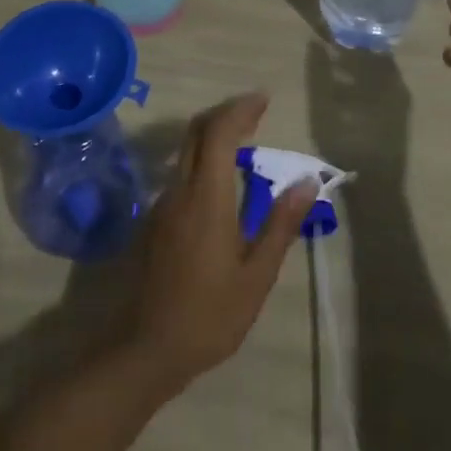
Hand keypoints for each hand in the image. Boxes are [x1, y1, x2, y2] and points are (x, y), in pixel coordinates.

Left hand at [126, 93, 316, 389]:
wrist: (144, 350)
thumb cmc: (208, 316)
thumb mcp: (256, 276)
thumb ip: (280, 225)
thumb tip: (306, 183)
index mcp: (206, 197)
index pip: (218, 132)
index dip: (240, 109)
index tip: (264, 100)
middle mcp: (179, 190)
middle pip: (197, 132)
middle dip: (226, 114)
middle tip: (256, 113)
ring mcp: (161, 205)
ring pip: (186, 152)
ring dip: (213, 137)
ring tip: (246, 146)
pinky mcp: (153, 221)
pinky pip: (180, 175)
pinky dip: (203, 162)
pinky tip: (223, 186)